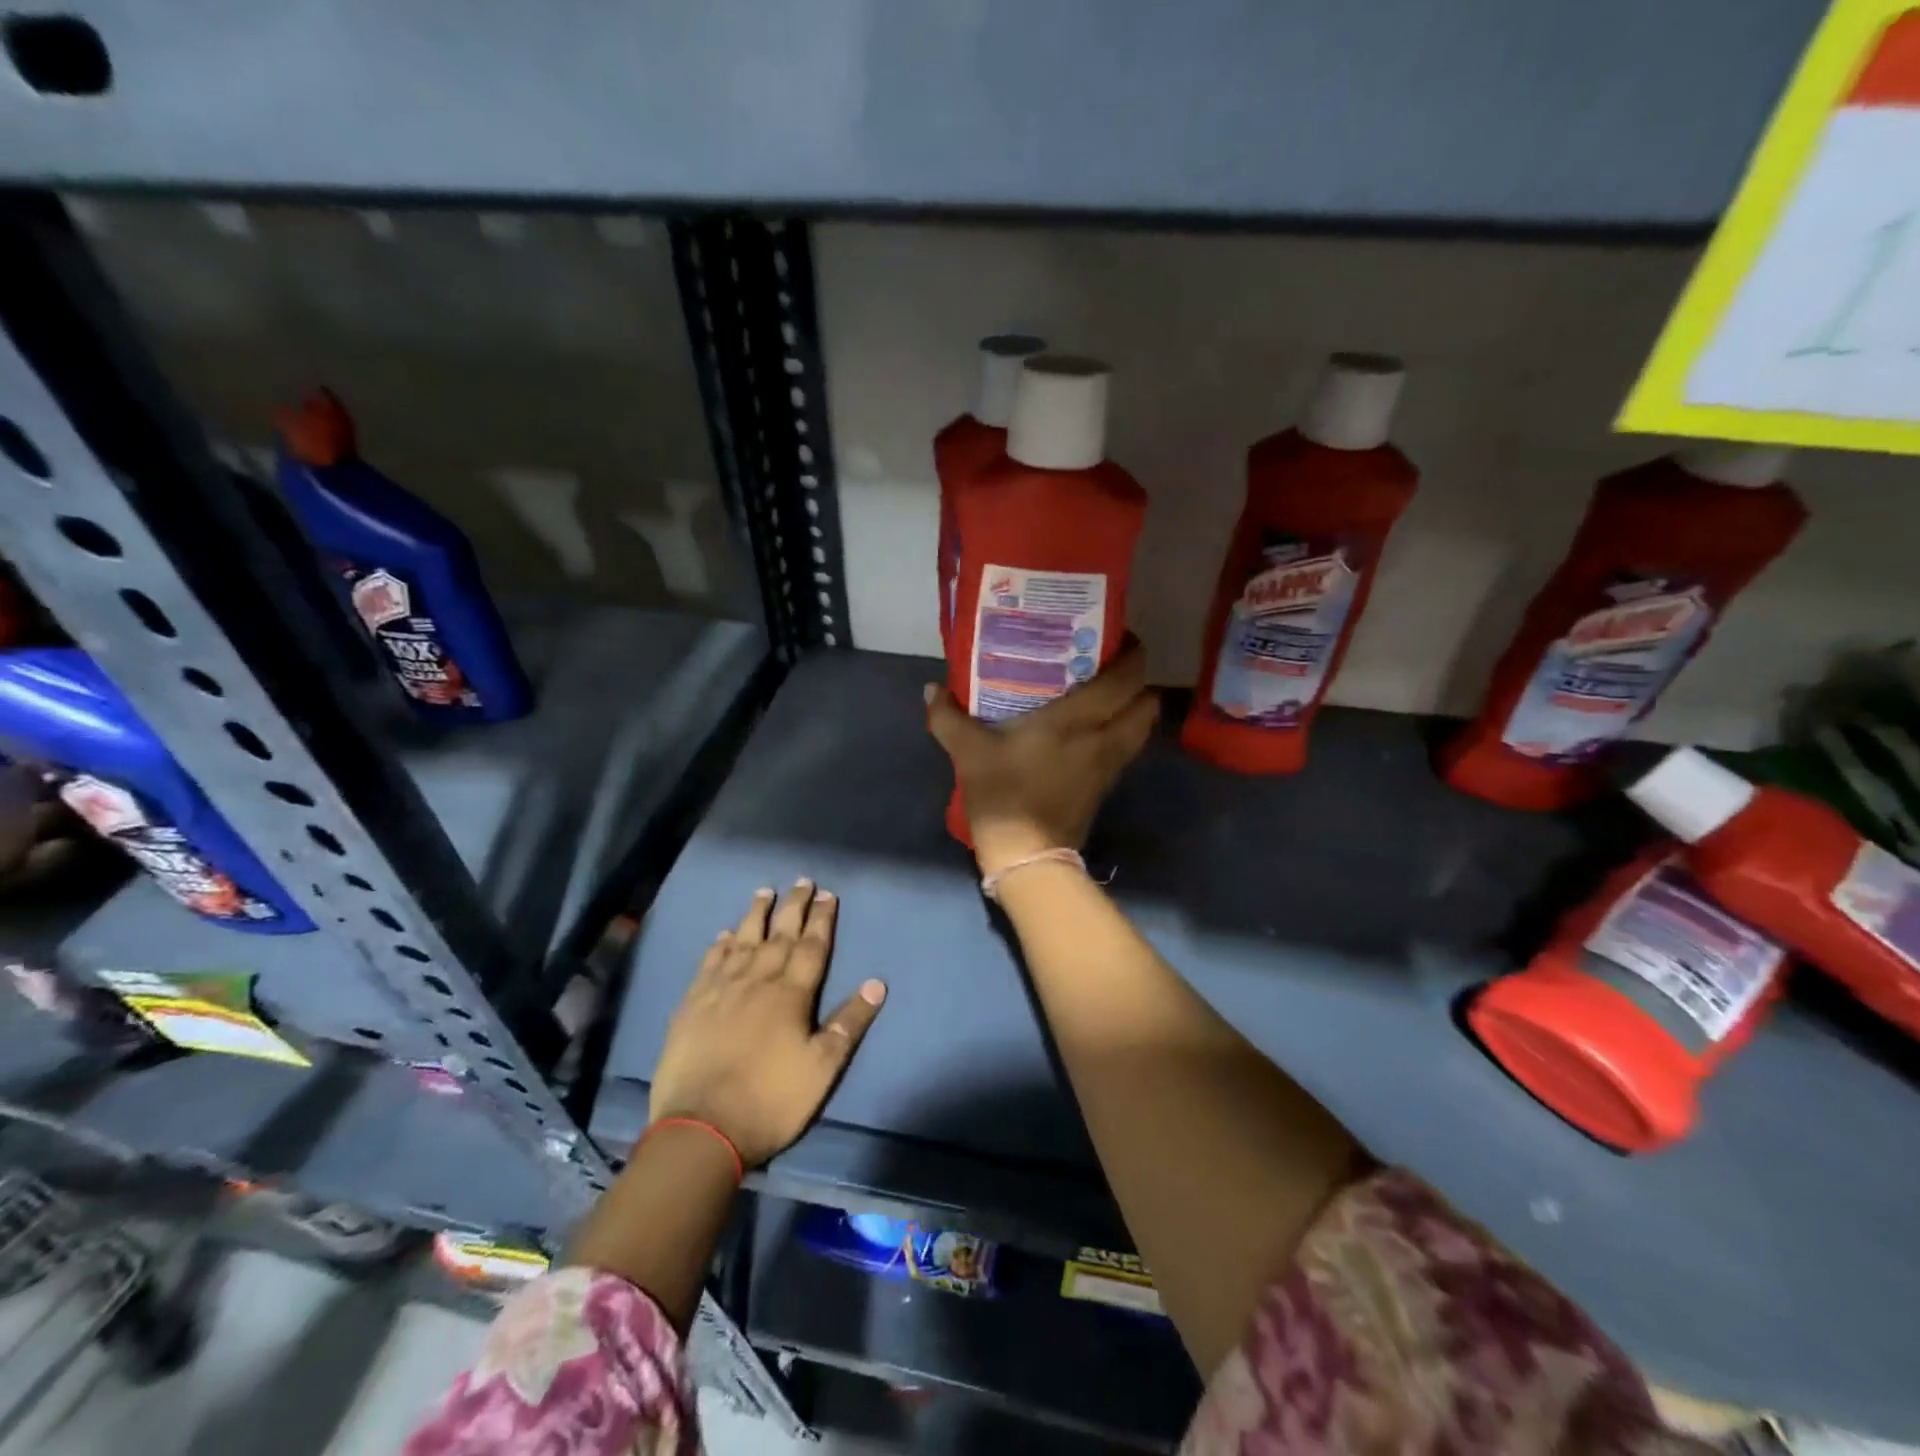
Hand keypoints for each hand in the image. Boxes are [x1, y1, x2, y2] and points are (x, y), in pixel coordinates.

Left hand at [648, 881, 885, 1166]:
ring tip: (764, 891)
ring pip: (743, 941)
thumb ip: (849, 1023)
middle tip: (801, 881)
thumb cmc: (771, 1100)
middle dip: (793, 907)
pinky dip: (719, 946)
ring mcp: (721, 990)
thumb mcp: (823, 1068)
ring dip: (756, 915)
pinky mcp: (692, 1005)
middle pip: (779, 935)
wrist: (702, 1129)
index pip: (812, 947)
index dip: (822, 919)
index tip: (828, 893)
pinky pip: (709, 964)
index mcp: (791, 994)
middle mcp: (757, 981)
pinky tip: (724, 934)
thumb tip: (876, 983)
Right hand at [926, 637, 1159, 874]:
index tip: (1117, 636)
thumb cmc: (1003, 795)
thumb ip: (948, 717)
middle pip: (1148, 700)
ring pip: (1144, 725)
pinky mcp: (1108, 785)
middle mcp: (1106, 736)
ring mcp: (1111, 763)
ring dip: (1135, 706)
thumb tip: (932, 689)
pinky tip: (1094, 728)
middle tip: (1109, 665)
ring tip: (1106, 693)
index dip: (1132, 653)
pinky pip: (1129, 746)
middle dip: (1138, 679)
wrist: (1027, 856)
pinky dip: (1123, 730)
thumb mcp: (968, 752)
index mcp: (1078, 719)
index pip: (1126, 678)